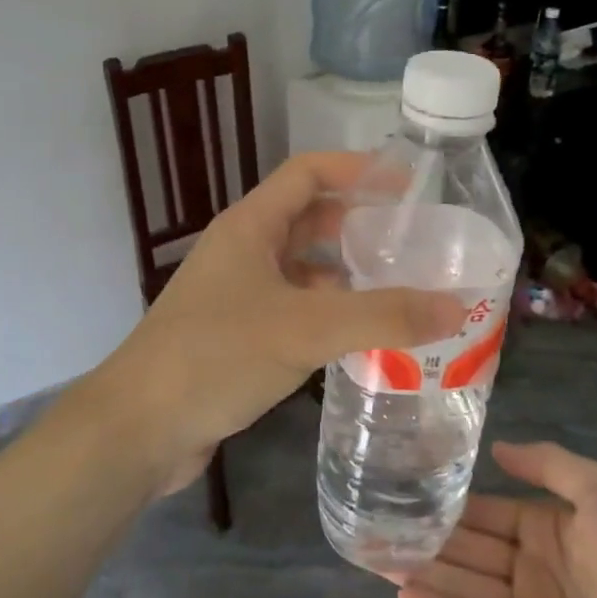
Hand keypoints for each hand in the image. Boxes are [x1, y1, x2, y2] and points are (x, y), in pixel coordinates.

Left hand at [90, 152, 464, 493]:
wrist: (140, 428)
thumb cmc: (216, 356)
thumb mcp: (305, 328)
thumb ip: (382, 316)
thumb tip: (457, 306)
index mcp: (250, 226)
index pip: (308, 172)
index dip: (357, 169)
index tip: (409, 185)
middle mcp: (243, 250)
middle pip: (309, 220)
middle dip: (359, 226)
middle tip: (415, 244)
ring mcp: (237, 294)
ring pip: (302, 270)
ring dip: (346, 275)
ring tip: (402, 291)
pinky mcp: (237, 335)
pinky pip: (294, 310)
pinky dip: (328, 315)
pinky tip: (361, 338)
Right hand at [395, 441, 596, 597]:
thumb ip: (549, 464)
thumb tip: (496, 446)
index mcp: (547, 529)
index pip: (485, 512)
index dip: (447, 503)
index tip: (403, 490)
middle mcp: (532, 569)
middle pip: (468, 551)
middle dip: (424, 540)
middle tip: (373, 527)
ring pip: (468, 590)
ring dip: (425, 575)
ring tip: (376, 558)